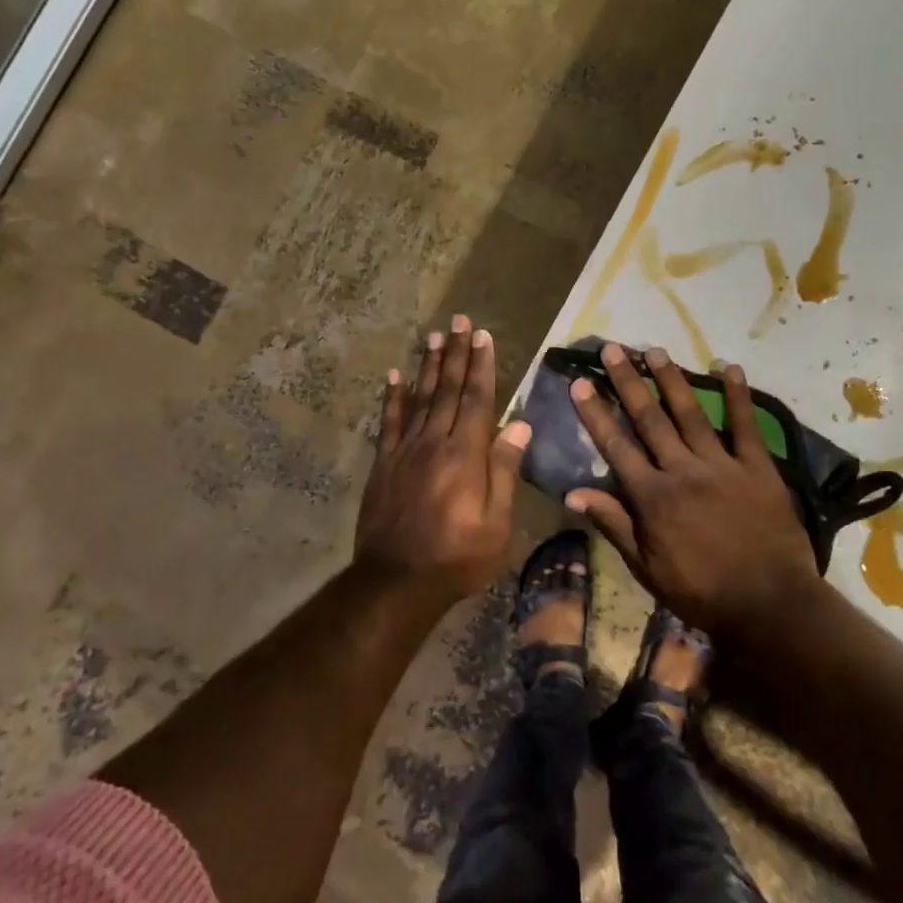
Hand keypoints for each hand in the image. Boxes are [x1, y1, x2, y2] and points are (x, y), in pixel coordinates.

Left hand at [356, 316, 530, 600]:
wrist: (396, 581)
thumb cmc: (457, 557)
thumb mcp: (497, 524)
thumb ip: (504, 471)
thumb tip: (518, 425)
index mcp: (465, 455)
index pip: (476, 400)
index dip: (481, 366)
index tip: (483, 336)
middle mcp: (434, 443)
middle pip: (446, 390)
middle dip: (455, 353)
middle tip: (459, 321)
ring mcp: (405, 451)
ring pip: (418, 399)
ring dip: (427, 366)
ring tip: (433, 337)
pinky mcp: (384, 464)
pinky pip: (389, 423)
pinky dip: (392, 398)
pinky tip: (394, 376)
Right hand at [565, 343, 825, 641]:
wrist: (769, 605)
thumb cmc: (701, 591)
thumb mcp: (647, 567)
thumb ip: (613, 524)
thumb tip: (572, 494)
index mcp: (652, 496)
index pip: (615, 446)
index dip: (595, 413)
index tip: (580, 383)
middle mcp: (682, 470)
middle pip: (649, 419)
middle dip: (628, 382)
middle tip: (613, 349)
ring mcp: (722, 464)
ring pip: (690, 413)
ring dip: (671, 379)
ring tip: (655, 350)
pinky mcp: (758, 467)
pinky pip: (746, 425)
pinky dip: (738, 395)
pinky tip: (729, 367)